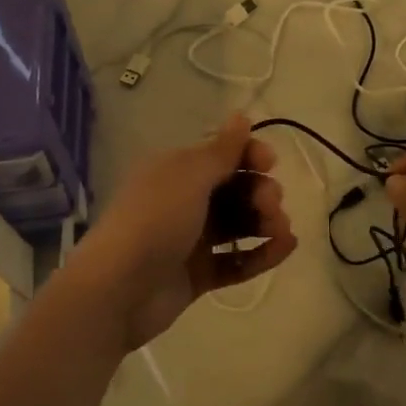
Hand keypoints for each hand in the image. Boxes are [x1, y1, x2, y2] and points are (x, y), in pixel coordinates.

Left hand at [60, 113, 297, 351]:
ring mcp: (190, 240)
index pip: (220, 155)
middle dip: (259, 191)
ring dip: (265, 222)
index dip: (249, 155)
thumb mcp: (189, 176)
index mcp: (175, 171)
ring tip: (281, 230)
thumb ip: (221, 150)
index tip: (269, 164)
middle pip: (233, 189)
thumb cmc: (155, 220)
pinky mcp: (198, 275)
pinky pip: (236, 260)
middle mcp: (183, 201)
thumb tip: (241, 115)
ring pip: (238, 225)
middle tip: (270, 205)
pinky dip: (261, 253)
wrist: (118, 289)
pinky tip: (286, 248)